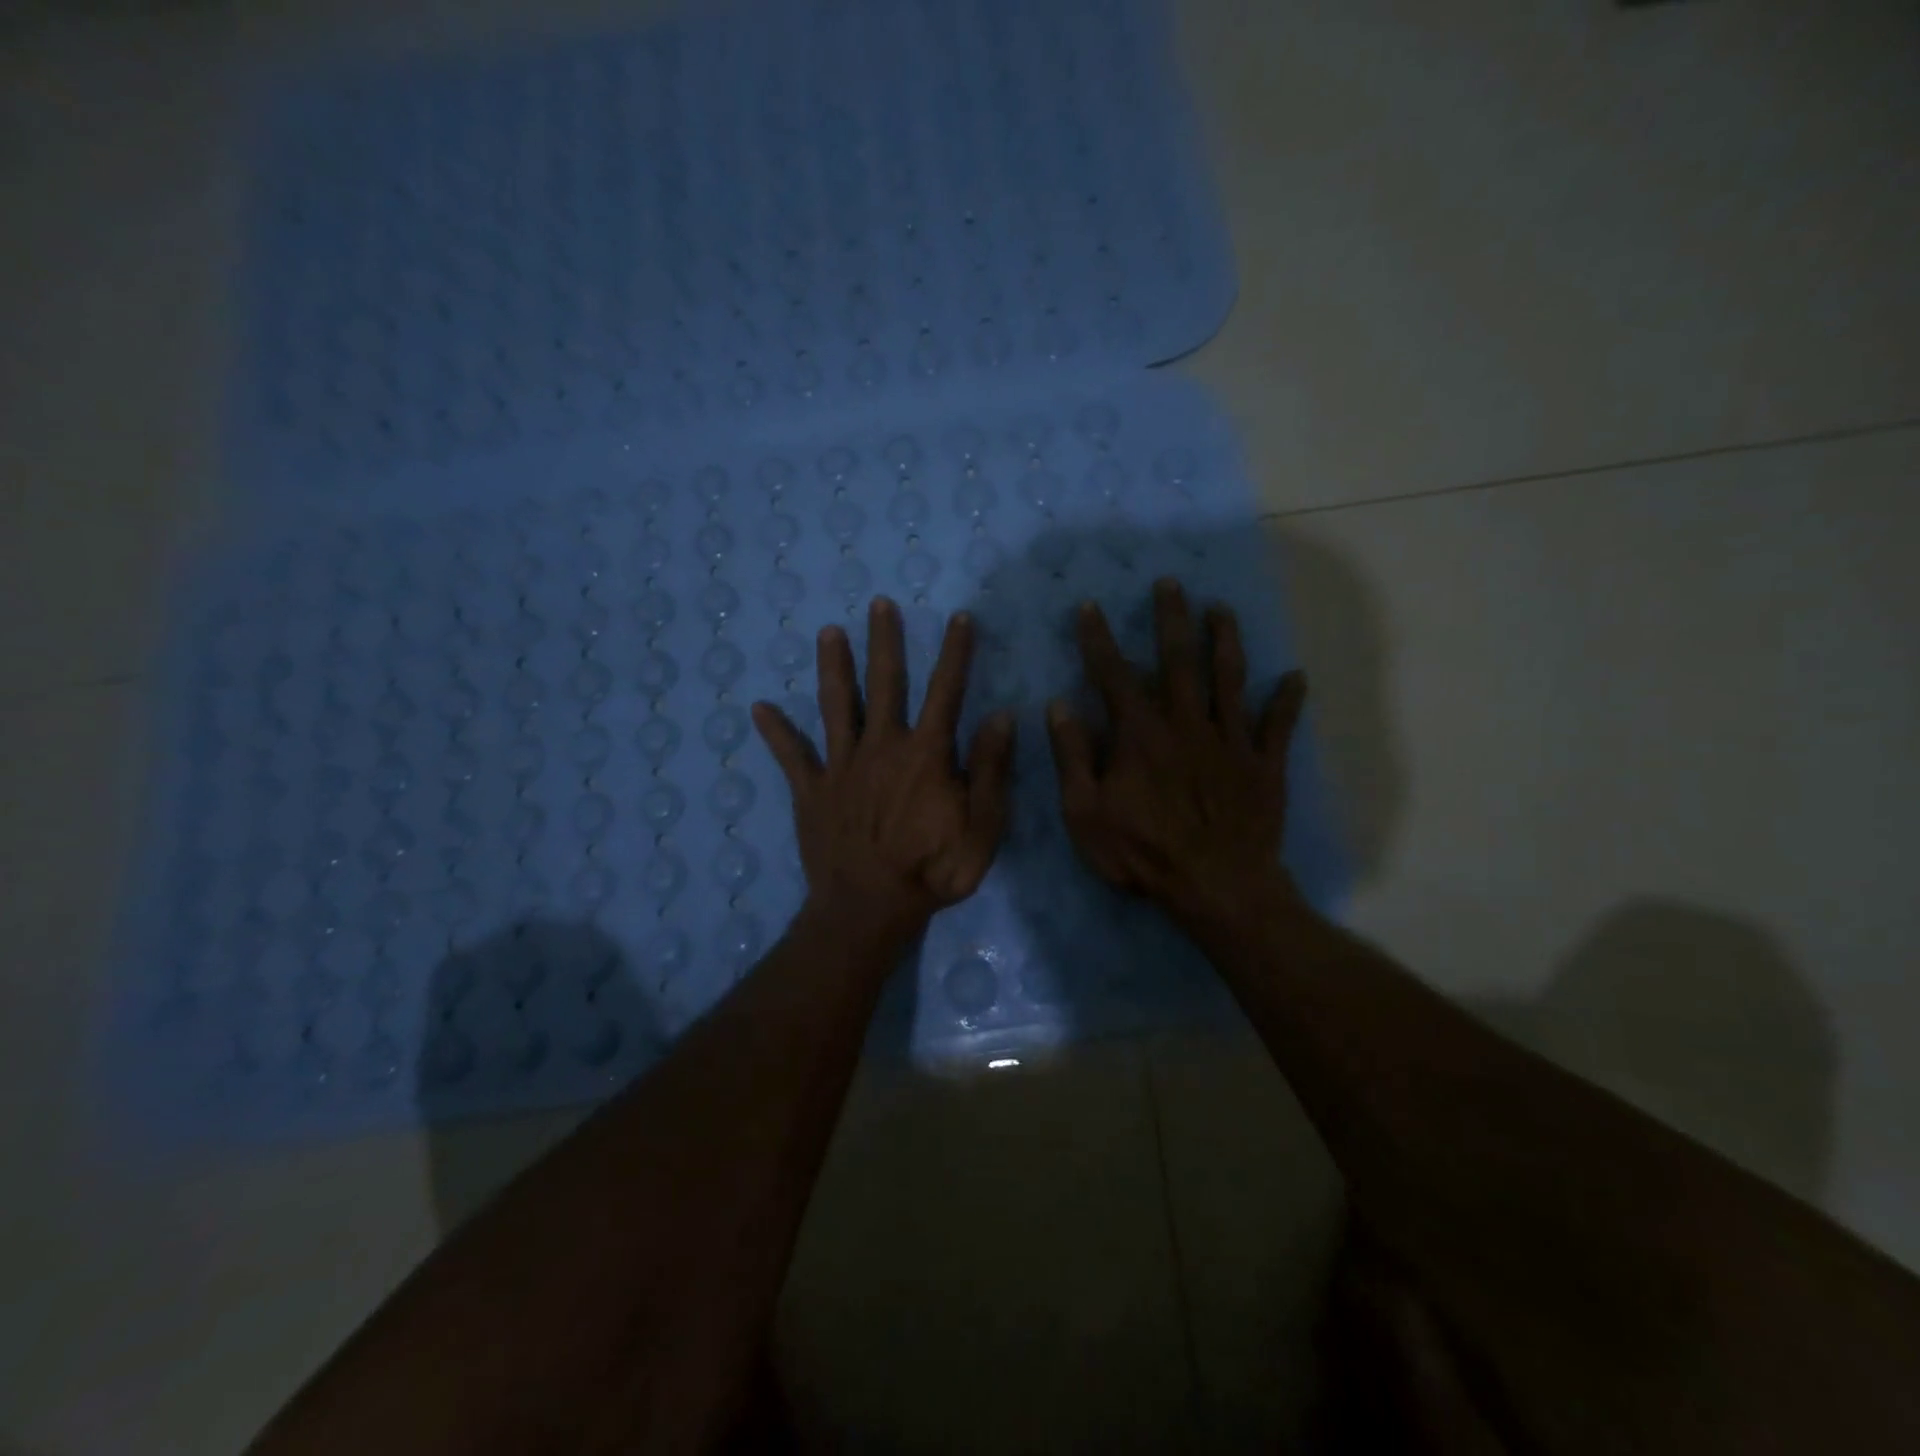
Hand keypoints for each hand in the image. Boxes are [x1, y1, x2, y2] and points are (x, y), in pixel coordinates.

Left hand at [753, 596, 1015, 936]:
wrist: (869, 909)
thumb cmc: (932, 871)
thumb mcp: (982, 829)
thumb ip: (991, 771)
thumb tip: (1001, 716)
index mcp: (925, 754)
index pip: (945, 692)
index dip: (954, 653)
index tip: (958, 617)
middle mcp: (881, 747)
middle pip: (884, 684)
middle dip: (884, 641)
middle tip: (879, 603)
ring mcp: (841, 766)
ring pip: (836, 706)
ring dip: (833, 667)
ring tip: (827, 632)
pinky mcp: (811, 790)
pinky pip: (791, 756)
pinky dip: (776, 732)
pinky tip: (758, 708)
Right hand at [1046, 578, 1306, 930]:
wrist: (1217, 887)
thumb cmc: (1143, 853)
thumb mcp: (1086, 813)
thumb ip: (1073, 757)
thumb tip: (1059, 706)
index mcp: (1140, 735)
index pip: (1114, 676)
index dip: (1099, 640)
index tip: (1090, 606)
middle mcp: (1186, 724)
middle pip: (1179, 661)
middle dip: (1171, 619)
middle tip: (1170, 583)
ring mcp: (1230, 742)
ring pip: (1230, 680)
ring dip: (1225, 641)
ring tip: (1222, 609)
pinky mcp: (1263, 765)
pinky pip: (1278, 725)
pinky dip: (1287, 700)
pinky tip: (1294, 676)